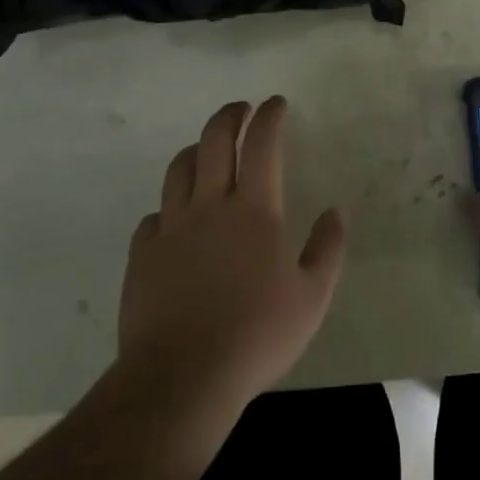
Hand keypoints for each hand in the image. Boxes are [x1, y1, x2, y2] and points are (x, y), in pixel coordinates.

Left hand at [119, 97, 346, 416]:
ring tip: (206, 150)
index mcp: (254, 209)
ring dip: (196, 150)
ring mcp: (171, 227)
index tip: (275, 103)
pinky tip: (175, 219)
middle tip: (241, 109)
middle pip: (214, 141)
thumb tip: (336, 211)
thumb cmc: (256, 335)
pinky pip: (154, 216)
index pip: (262, 144)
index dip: (269, 116)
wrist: (182, 376)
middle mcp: (210, 205)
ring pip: (179, 169)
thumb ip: (327, 248)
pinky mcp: (143, 254)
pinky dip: (169, 206)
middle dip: (230, 116)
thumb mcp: (312, 297)